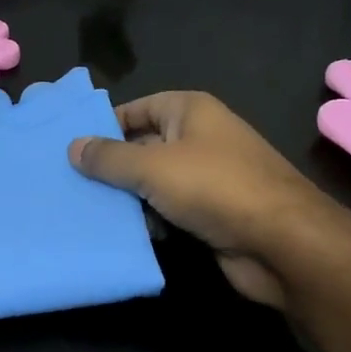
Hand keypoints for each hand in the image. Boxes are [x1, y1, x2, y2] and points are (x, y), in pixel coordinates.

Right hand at [69, 92, 344, 311]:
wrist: (282, 243)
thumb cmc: (215, 188)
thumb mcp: (152, 167)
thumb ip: (109, 158)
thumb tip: (73, 147)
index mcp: (190, 111)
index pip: (137, 109)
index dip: (105, 124)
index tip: (70, 146)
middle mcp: (199, 138)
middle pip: (142, 146)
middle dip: (110, 165)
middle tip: (68, 182)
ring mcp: (207, 177)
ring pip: (153, 182)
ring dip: (126, 197)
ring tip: (84, 209)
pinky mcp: (210, 213)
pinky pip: (168, 209)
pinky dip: (148, 219)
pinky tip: (121, 233)